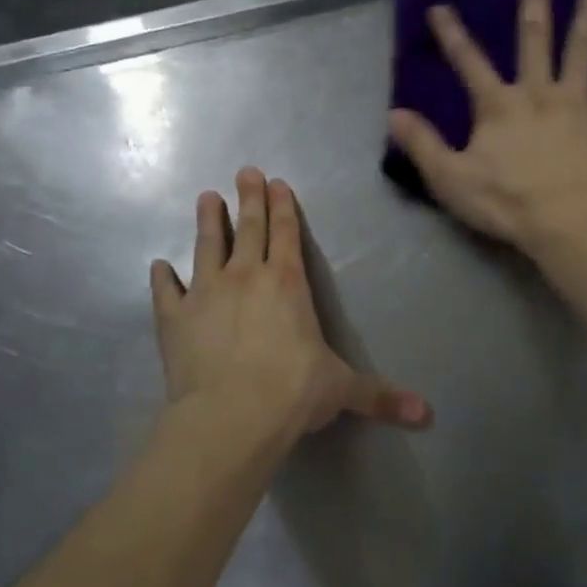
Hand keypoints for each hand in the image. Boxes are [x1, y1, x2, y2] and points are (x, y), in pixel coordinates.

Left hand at [150, 169, 430, 454]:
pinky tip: (159, 266)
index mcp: (287, 284)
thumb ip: (380, 395)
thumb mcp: (342, 389)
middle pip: (248, 229)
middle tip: (245, 171)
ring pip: (206, 246)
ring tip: (206, 197)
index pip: (287, 235)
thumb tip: (428, 414)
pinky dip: (162, 278)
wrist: (231, 416)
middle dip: (249, 198)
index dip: (283, 208)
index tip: (276, 183)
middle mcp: (245, 277)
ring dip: (208, 221)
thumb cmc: (293, 392)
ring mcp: (205, 293)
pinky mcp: (174, 318)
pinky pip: (166, 291)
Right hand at [388, 0, 586, 247]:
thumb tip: (395, 114)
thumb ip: (423, 144)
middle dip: (532, 6)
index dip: (452, 34)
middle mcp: (536, 92)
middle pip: (533, 41)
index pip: (468, 63)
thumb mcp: (450, 178)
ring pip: (581, 51)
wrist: (563, 221)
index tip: (440, 6)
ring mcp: (574, 103)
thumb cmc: (504, 202)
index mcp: (497, 105)